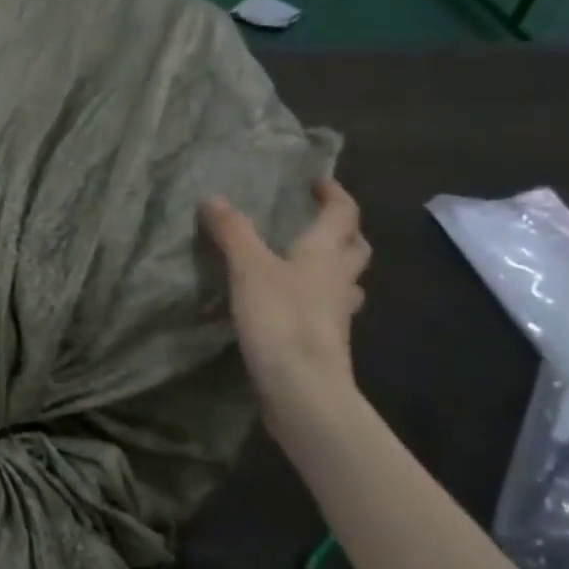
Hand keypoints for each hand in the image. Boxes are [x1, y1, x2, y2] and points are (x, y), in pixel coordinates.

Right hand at [202, 177, 369, 405]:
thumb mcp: (248, 269)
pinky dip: (317, 298)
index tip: (319, 180)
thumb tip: (214, 198)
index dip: (334, 194)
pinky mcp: (325, 341)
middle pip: (355, 247)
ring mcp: (337, 314)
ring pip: (346, 280)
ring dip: (335, 266)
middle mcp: (339, 279)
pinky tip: (294, 304)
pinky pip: (328, 309)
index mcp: (326, 253)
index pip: (343, 213)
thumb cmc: (281, 318)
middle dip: (343, 230)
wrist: (303, 388)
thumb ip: (233, 232)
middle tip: (319, 221)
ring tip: (309, 262)